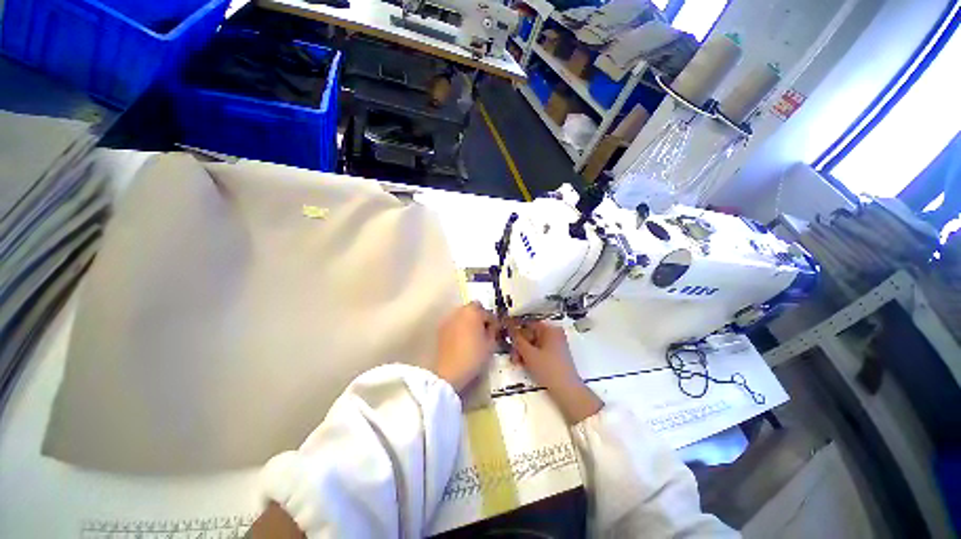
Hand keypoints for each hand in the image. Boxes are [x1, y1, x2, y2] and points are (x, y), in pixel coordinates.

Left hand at [435, 302, 497, 392]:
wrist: (449, 371)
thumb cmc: (473, 356)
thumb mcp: (490, 344)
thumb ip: (493, 330)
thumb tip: (492, 326)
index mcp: (473, 312)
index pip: (488, 313)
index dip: (493, 322)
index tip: (496, 332)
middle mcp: (460, 311)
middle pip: (473, 309)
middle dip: (480, 317)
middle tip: (484, 331)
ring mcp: (449, 319)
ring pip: (463, 315)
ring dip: (469, 321)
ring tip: (473, 336)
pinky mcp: (441, 328)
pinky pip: (454, 323)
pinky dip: (459, 327)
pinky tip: (462, 340)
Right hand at [508, 320, 602, 423]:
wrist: (567, 391)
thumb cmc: (548, 369)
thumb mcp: (529, 354)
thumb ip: (517, 339)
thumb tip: (508, 327)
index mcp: (550, 329)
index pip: (528, 323)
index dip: (515, 328)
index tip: (504, 332)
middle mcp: (554, 333)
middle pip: (530, 334)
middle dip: (519, 344)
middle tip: (512, 355)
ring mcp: (555, 344)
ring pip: (533, 343)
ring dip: (523, 351)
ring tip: (516, 362)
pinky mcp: (555, 355)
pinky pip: (539, 350)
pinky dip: (531, 355)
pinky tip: (524, 364)